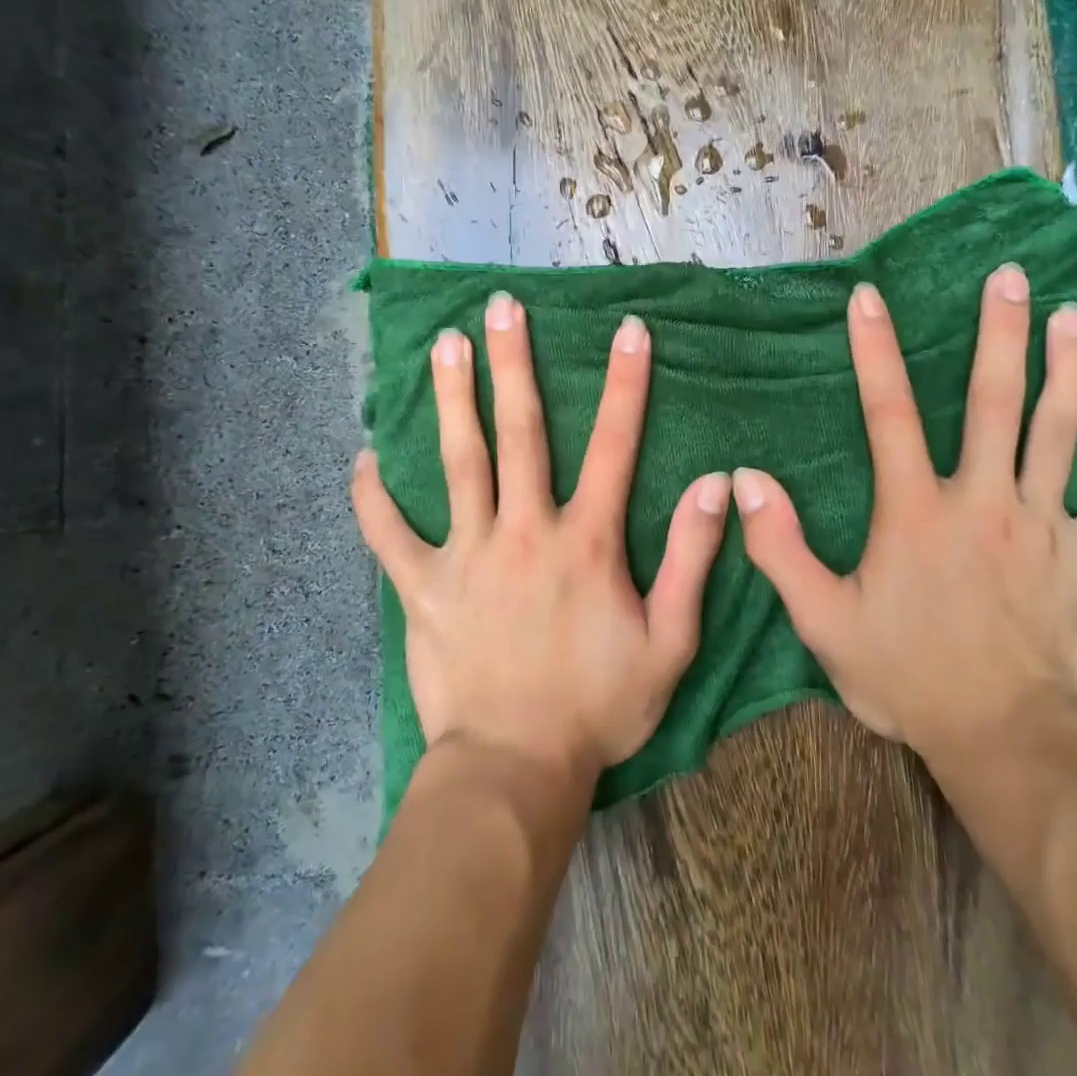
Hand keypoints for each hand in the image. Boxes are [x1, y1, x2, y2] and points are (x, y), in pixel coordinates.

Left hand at [353, 292, 730, 784]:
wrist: (517, 768)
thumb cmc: (600, 706)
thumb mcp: (670, 642)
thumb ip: (692, 560)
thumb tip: (714, 486)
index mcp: (586, 542)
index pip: (614, 446)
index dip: (625, 384)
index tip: (628, 329)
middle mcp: (525, 531)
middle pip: (519, 432)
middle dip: (514, 364)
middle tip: (502, 307)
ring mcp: (467, 556)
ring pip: (458, 463)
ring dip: (452, 400)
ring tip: (443, 345)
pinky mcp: (422, 588)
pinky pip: (390, 536)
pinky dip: (373, 498)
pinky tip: (362, 458)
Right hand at [730, 263, 1076, 777]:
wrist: (1005, 740)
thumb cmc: (907, 676)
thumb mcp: (822, 620)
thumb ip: (780, 549)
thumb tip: (744, 482)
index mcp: (916, 510)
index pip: (889, 412)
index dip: (875, 350)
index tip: (869, 297)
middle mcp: (984, 501)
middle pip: (996, 401)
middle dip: (1002, 333)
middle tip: (1014, 277)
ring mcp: (1045, 528)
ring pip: (1063, 434)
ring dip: (1069, 372)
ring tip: (1076, 320)